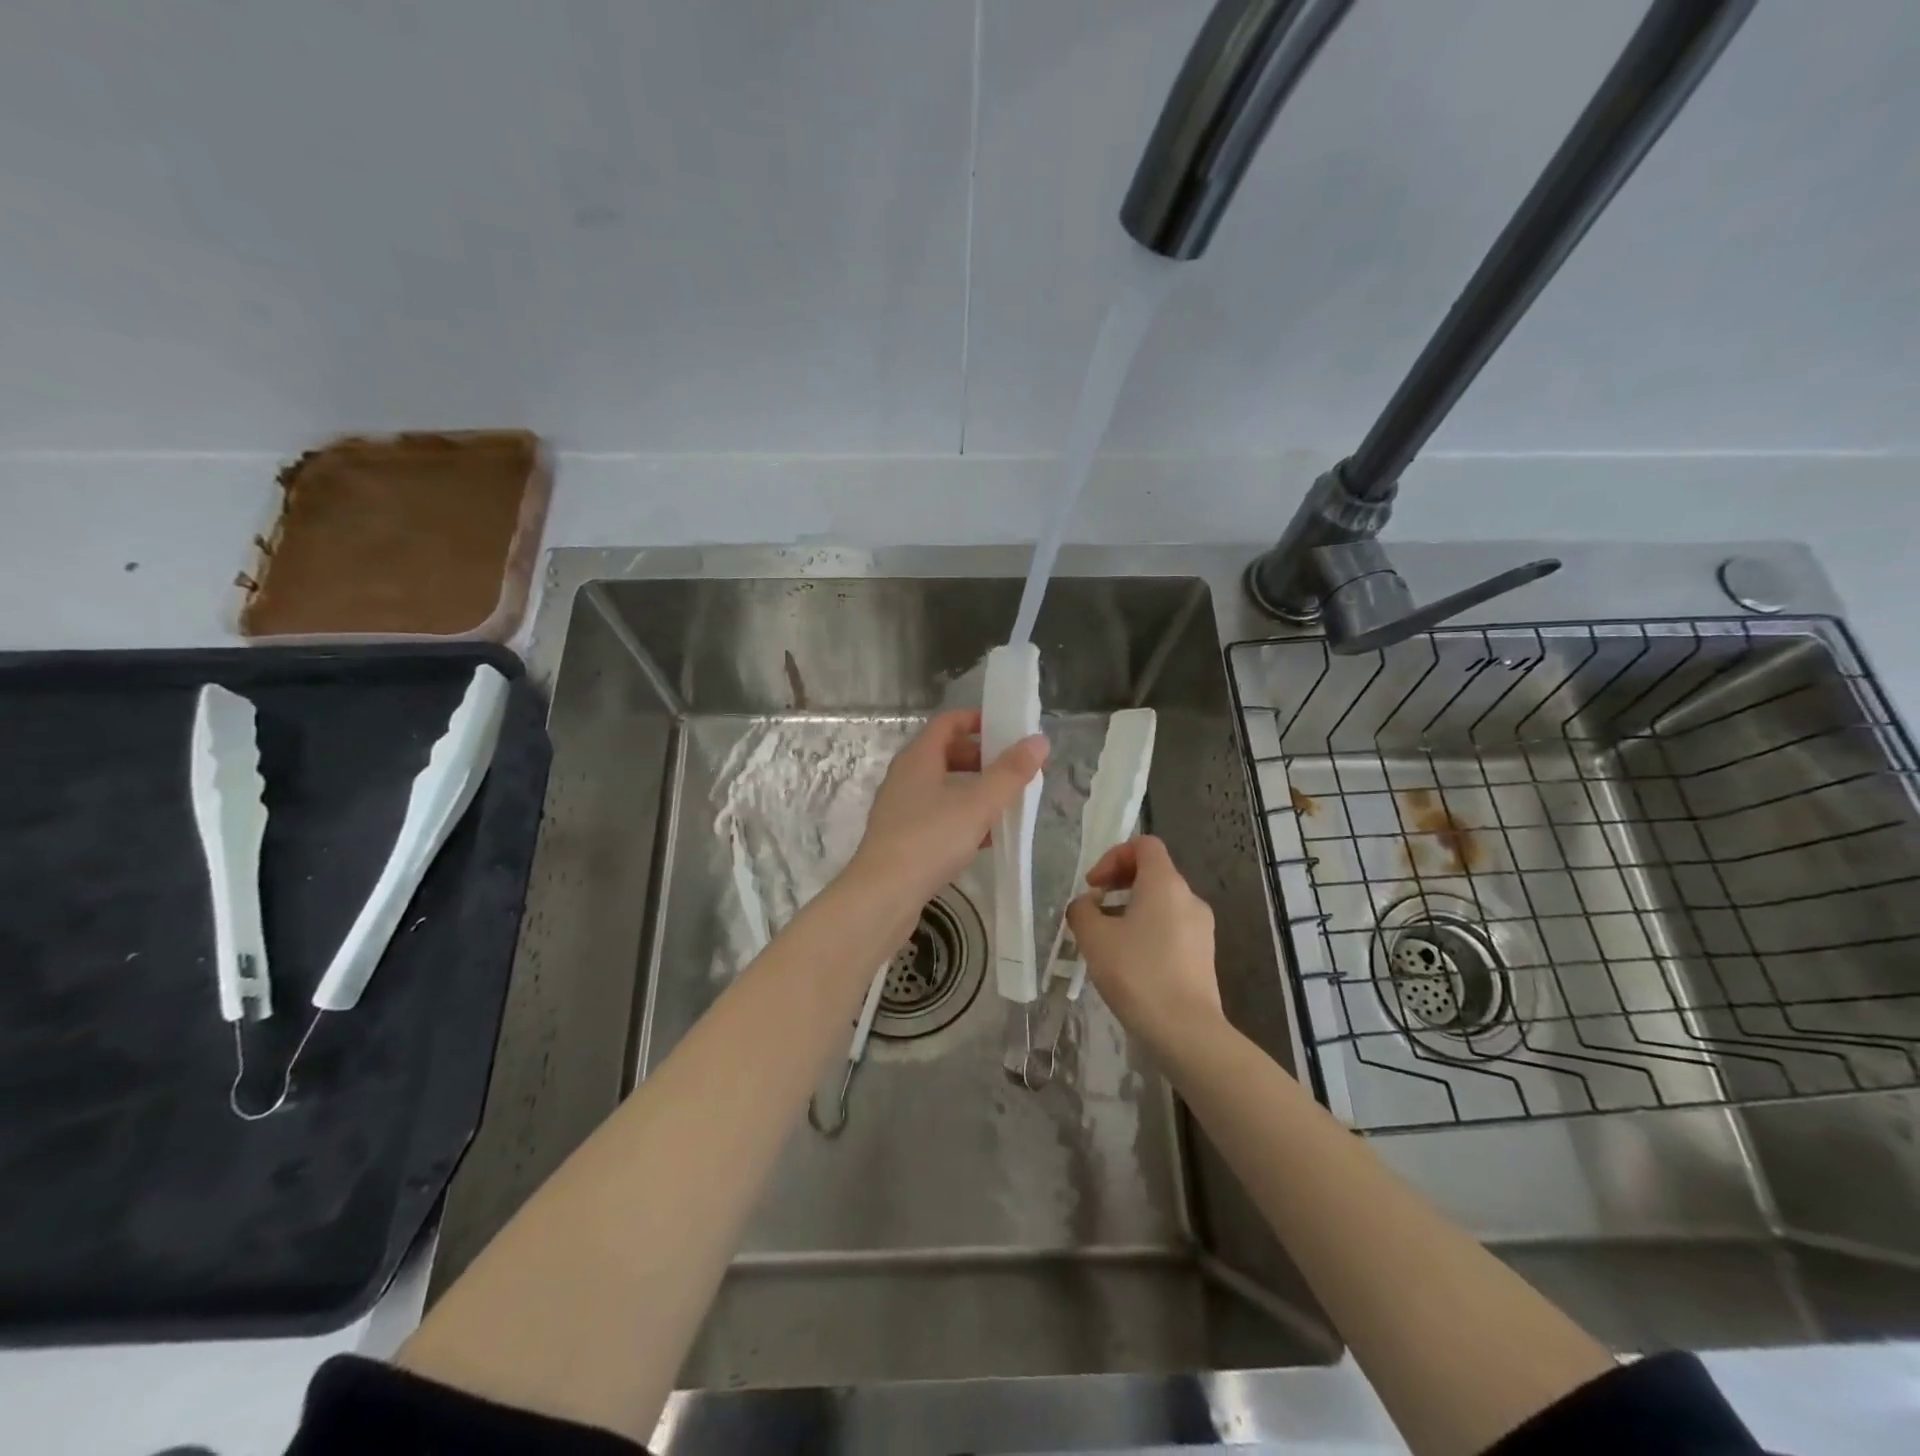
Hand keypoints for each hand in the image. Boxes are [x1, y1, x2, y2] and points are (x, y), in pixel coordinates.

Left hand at [851, 709, 1047, 905]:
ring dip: (975, 791)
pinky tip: (987, 839)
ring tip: (1007, 804)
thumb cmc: (930, 839)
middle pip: (947, 754)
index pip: (948, 722)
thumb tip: (1039, 741)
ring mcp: (901, 808)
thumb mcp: (978, 804)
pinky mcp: (902, 838)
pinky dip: (963, 818)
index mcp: (919, 757)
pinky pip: (938, 816)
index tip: (1008, 729)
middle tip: (1015, 770)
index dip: (978, 720)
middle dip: (983, 758)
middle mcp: (906, 776)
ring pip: (944, 788)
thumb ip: (1010, 773)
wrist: (883, 895)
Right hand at [1066, 835, 1222, 1057]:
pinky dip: (1149, 931)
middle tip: (1095, 909)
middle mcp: (1189, 898)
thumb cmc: (1137, 973)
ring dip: (1132, 909)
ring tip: (1108, 939)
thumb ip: (1082, 911)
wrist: (1185, 1030)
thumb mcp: (1094, 938)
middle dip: (1120, 883)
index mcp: (1165, 883)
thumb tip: (1086, 905)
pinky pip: (1172, 928)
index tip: (1093, 885)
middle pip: (1153, 872)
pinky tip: (1130, 962)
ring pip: (1162, 903)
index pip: (1144, 845)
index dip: (1114, 856)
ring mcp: (1202, 928)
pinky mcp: (1204, 955)